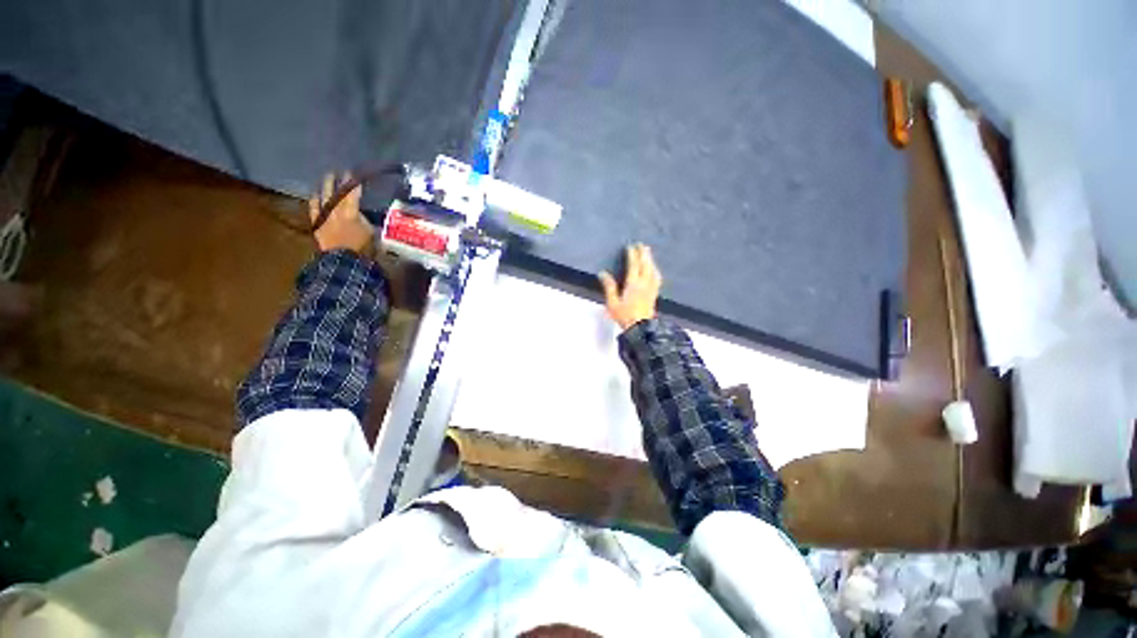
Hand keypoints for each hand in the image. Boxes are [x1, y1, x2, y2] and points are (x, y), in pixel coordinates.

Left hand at [309, 173, 372, 253]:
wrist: (344, 262)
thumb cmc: (363, 249)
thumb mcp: (372, 233)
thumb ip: (366, 221)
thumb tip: (364, 214)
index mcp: (352, 213)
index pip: (352, 194)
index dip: (353, 184)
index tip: (353, 174)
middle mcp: (336, 211)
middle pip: (336, 193)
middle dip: (337, 182)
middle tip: (338, 172)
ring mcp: (325, 217)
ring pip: (324, 198)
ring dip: (325, 187)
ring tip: (326, 179)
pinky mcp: (317, 224)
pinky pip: (314, 209)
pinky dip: (315, 201)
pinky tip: (315, 195)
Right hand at [598, 243, 662, 330]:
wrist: (641, 328)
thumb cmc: (624, 316)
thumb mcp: (612, 303)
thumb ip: (609, 287)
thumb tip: (602, 273)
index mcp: (633, 284)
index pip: (633, 265)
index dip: (632, 255)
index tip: (630, 246)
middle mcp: (644, 283)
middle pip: (645, 265)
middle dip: (644, 254)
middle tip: (642, 245)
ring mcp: (651, 288)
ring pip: (652, 270)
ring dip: (650, 260)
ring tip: (648, 254)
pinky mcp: (654, 294)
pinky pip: (657, 278)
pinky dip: (655, 270)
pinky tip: (655, 270)